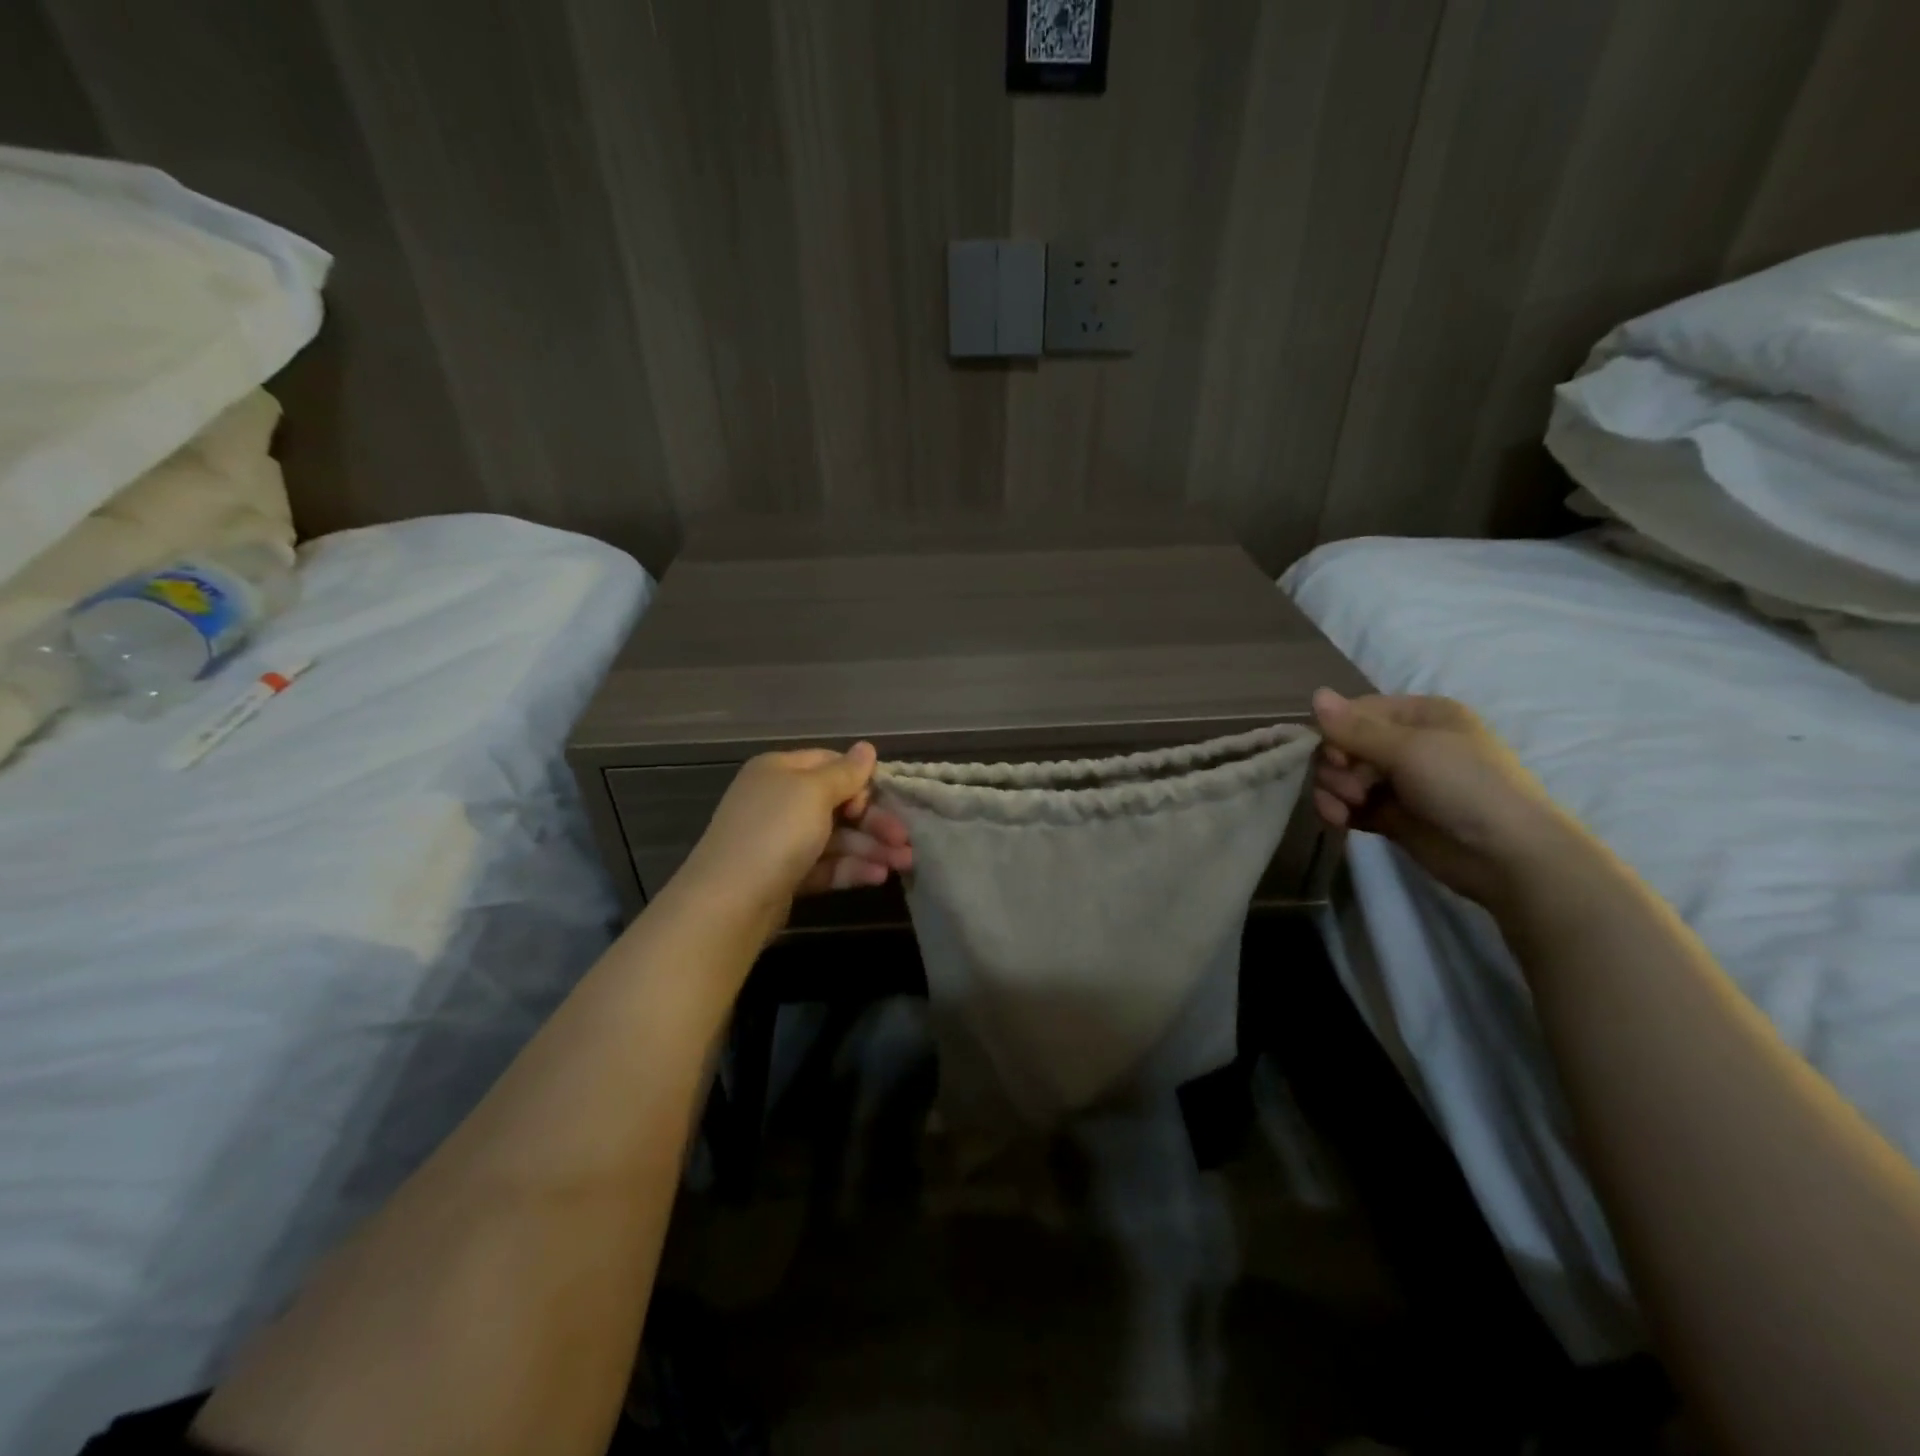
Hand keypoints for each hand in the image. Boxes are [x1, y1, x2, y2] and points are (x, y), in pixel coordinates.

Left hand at [670, 742, 913, 941]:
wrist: (730, 901)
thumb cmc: (776, 832)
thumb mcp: (814, 793)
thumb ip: (845, 772)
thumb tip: (867, 748)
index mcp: (779, 771)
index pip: (829, 764)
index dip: (860, 779)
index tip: (886, 798)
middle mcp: (779, 800)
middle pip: (837, 804)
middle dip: (874, 821)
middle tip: (906, 840)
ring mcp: (781, 840)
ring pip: (836, 837)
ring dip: (871, 848)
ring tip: (903, 864)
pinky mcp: (786, 875)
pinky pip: (825, 865)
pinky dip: (852, 868)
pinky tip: (878, 877)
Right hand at [1310, 689, 1571, 906]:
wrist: (1506, 856)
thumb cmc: (1464, 785)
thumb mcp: (1409, 749)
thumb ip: (1354, 728)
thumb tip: (1314, 694)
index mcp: (1419, 715)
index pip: (1356, 712)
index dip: (1336, 732)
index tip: (1337, 756)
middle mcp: (1407, 743)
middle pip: (1343, 745)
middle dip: (1336, 767)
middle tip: (1352, 788)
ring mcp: (1397, 781)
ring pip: (1341, 776)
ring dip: (1334, 790)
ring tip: (1347, 808)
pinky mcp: (1389, 815)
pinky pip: (1347, 804)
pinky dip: (1338, 810)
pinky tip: (1340, 821)